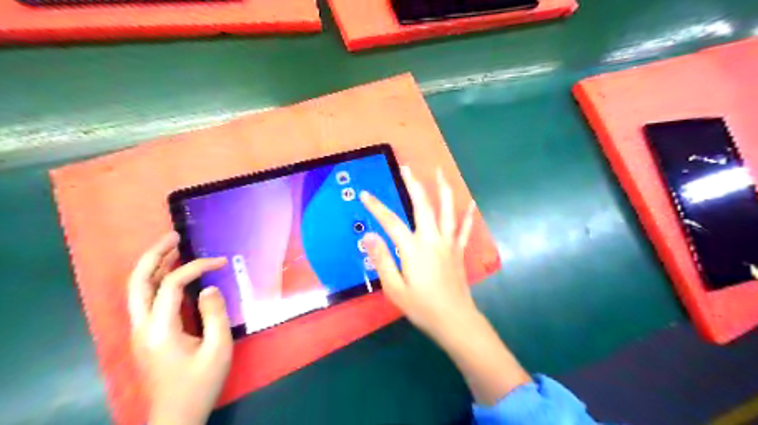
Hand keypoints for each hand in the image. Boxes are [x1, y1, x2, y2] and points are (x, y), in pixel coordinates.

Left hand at [128, 233, 232, 424]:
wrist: (176, 416)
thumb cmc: (200, 383)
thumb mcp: (217, 349)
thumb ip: (215, 314)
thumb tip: (208, 287)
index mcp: (159, 330)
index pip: (171, 285)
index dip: (195, 267)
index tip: (220, 261)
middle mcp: (141, 327)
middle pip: (138, 282)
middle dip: (154, 255)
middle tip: (174, 236)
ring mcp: (139, 332)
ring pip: (137, 290)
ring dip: (152, 266)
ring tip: (171, 248)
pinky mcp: (145, 336)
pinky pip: (145, 300)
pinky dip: (156, 280)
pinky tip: (171, 274)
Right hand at [359, 165, 527, 404]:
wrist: (454, 320)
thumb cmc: (422, 307)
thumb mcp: (394, 288)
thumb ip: (382, 259)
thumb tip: (369, 236)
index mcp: (413, 248)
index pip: (391, 222)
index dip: (377, 207)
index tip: (365, 194)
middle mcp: (431, 239)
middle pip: (422, 205)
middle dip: (413, 184)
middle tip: (407, 168)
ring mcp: (448, 243)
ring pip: (446, 210)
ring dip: (442, 189)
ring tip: (440, 172)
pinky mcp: (458, 251)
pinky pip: (464, 229)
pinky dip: (468, 215)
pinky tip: (473, 203)